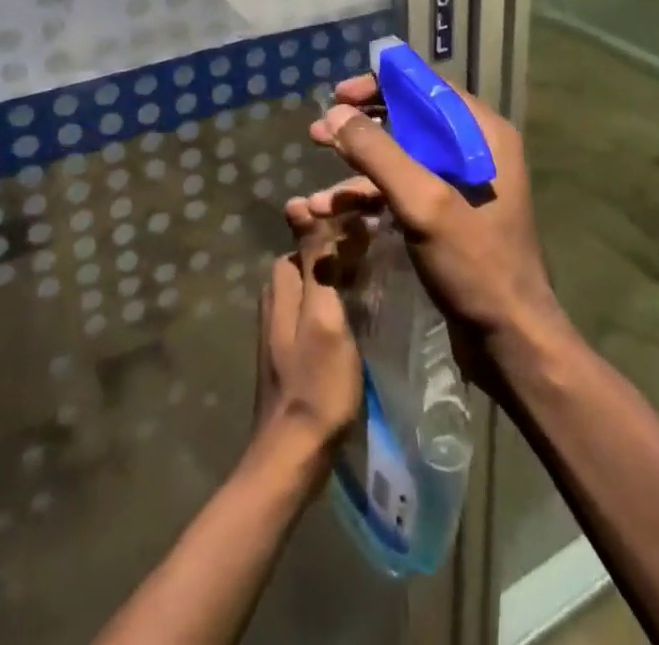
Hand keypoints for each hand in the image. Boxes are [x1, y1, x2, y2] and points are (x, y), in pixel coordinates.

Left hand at [254, 217, 363, 458]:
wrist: (293, 455)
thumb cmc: (316, 384)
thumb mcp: (324, 316)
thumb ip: (316, 262)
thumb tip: (298, 202)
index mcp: (282, 284)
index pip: (309, 235)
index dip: (339, 227)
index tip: (375, 225)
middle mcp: (276, 297)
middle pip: (312, 257)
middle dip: (341, 249)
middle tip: (382, 250)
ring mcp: (281, 326)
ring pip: (314, 282)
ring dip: (341, 275)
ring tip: (378, 276)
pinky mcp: (290, 349)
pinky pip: (316, 307)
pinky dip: (337, 300)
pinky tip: (360, 312)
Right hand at [298, 75, 564, 379]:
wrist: (510, 341)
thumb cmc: (475, 263)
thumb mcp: (423, 203)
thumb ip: (379, 153)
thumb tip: (336, 114)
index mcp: (482, 134)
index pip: (426, 87)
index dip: (380, 85)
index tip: (339, 95)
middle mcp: (474, 150)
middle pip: (408, 120)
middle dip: (360, 128)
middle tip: (318, 132)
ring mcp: (460, 185)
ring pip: (400, 160)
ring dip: (356, 170)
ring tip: (316, 191)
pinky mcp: (446, 216)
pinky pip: (402, 192)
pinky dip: (368, 199)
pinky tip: (330, 215)